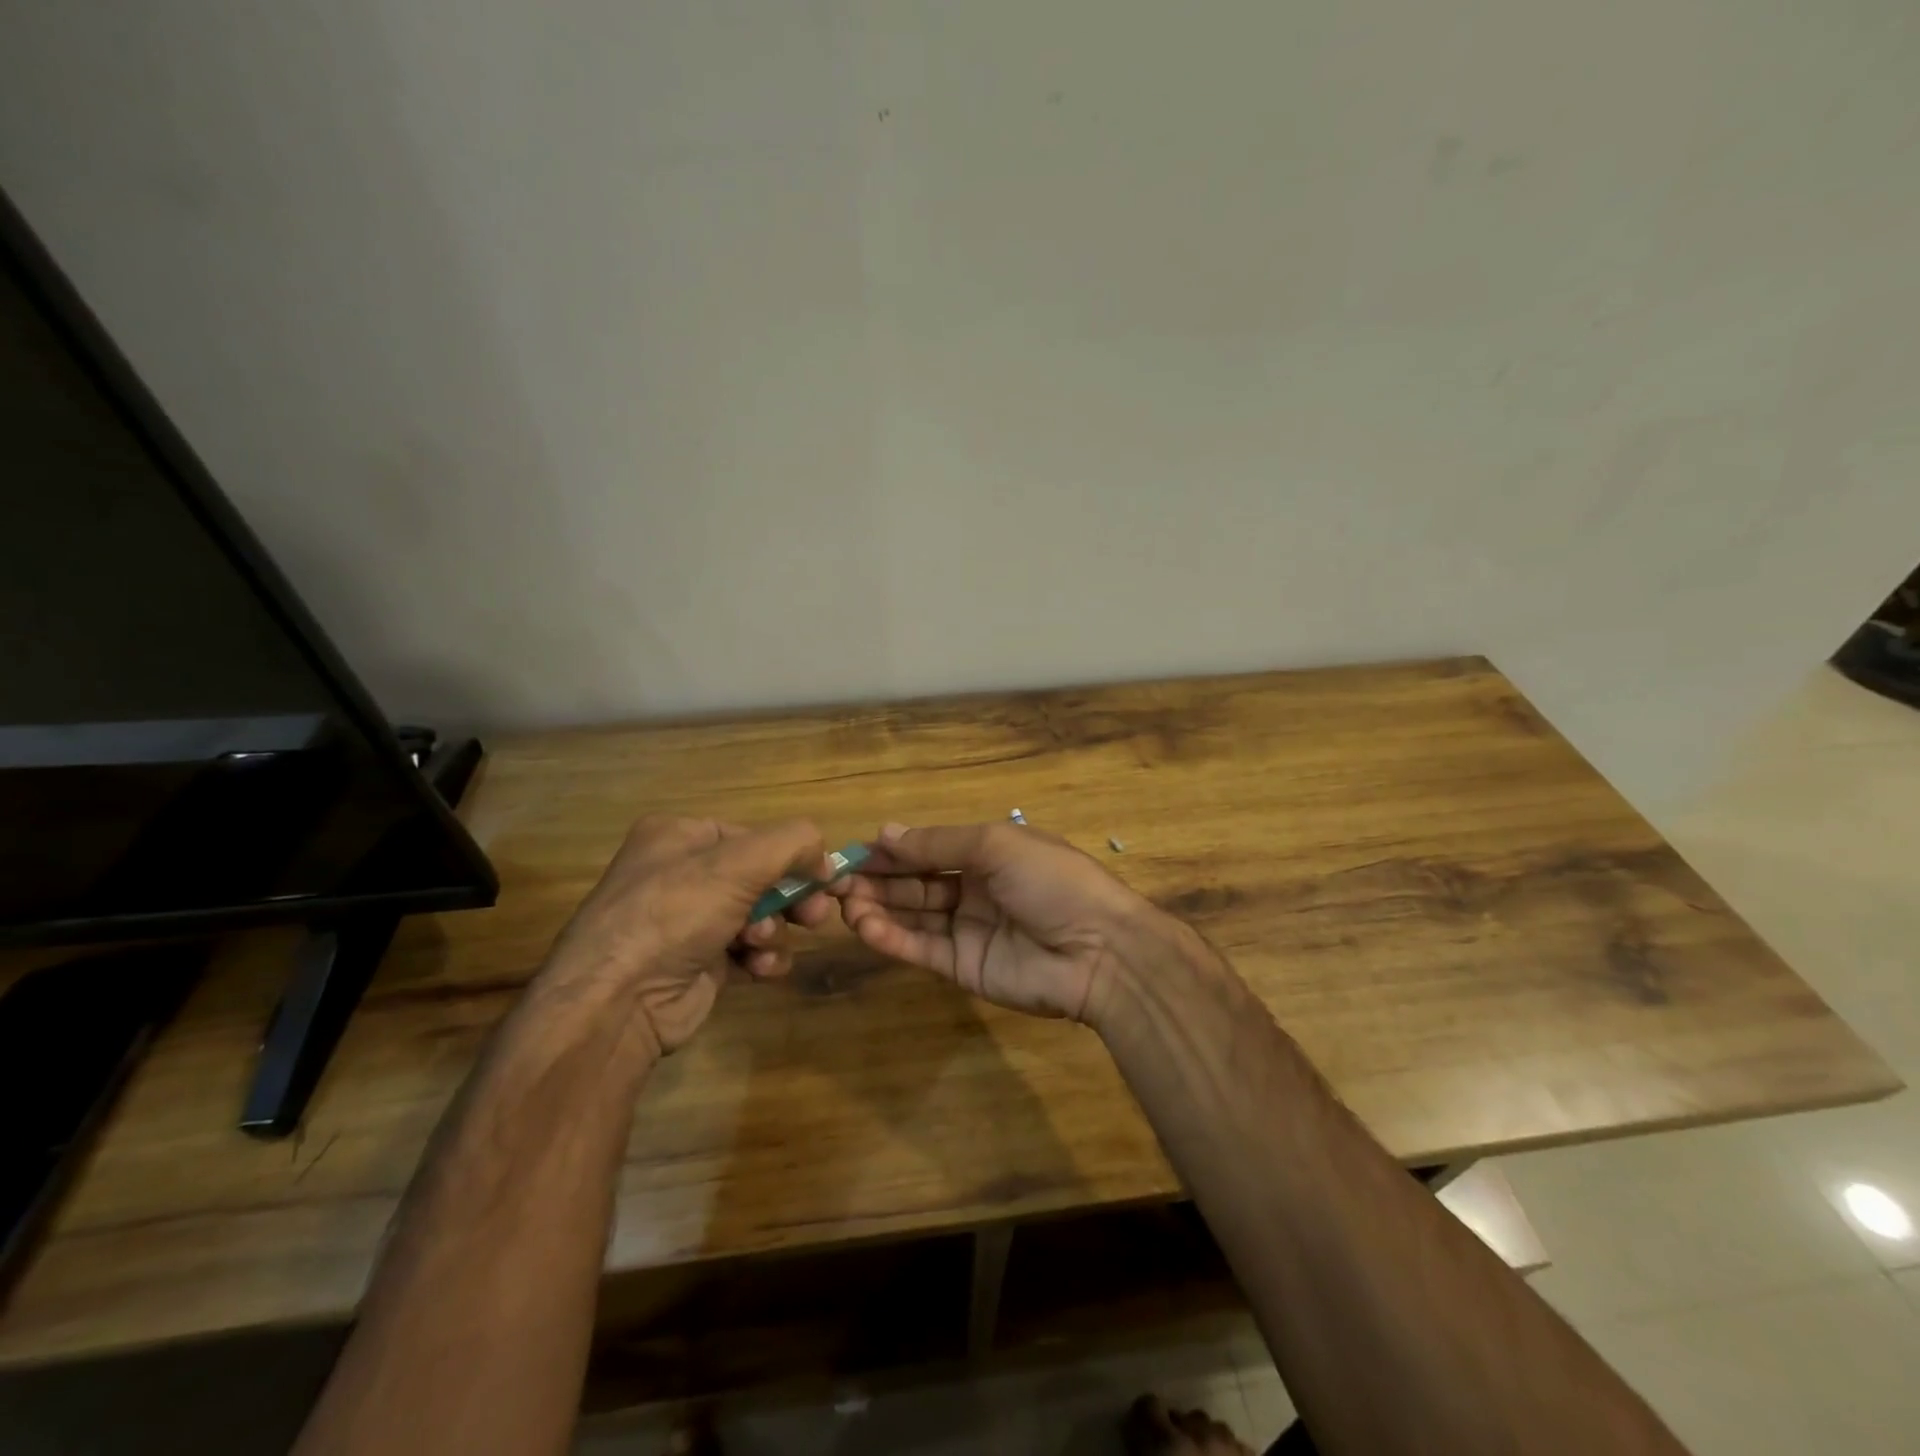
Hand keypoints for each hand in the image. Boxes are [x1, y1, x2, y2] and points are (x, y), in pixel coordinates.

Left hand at [544, 816, 834, 1053]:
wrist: (619, 1001)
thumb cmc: (675, 914)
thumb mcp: (741, 862)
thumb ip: (794, 843)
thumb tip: (825, 859)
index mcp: (678, 836)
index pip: (752, 836)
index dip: (790, 856)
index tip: (822, 878)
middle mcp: (680, 874)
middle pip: (760, 877)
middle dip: (788, 898)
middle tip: (813, 916)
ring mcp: (688, 922)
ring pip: (760, 915)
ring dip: (773, 931)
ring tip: (760, 945)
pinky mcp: (699, 963)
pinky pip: (748, 951)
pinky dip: (761, 958)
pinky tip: (758, 970)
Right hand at [829, 821, 1161, 1022]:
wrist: (1100, 950)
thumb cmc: (1052, 881)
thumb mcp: (997, 845)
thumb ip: (939, 843)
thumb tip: (885, 832)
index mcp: (988, 854)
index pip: (929, 850)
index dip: (893, 851)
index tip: (852, 853)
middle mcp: (974, 890)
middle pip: (915, 883)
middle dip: (877, 881)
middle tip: (834, 883)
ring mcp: (968, 931)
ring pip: (913, 916)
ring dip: (878, 909)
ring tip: (844, 905)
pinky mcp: (964, 968)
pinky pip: (922, 949)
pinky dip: (892, 938)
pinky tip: (866, 928)